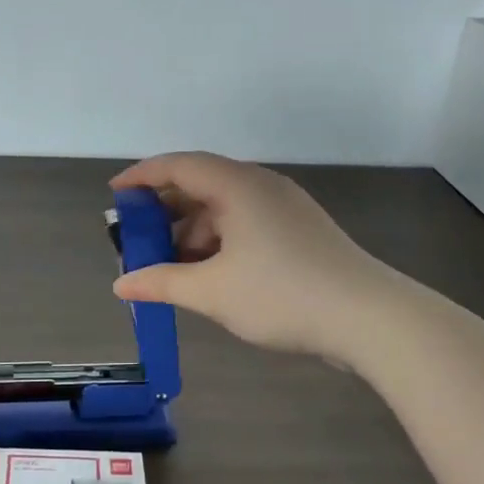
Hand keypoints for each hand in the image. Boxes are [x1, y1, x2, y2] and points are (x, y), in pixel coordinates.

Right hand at [109, 152, 398, 362]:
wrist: (369, 318)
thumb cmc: (282, 295)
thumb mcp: (212, 291)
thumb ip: (161, 282)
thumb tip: (122, 284)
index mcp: (238, 186)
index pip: (179, 166)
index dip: (142, 177)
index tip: (115, 196)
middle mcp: (261, 186)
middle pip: (200, 185)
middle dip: (164, 212)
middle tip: (135, 240)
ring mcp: (284, 208)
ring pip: (224, 210)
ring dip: (191, 233)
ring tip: (166, 267)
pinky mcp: (299, 232)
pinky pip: (245, 225)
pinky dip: (218, 243)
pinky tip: (205, 274)